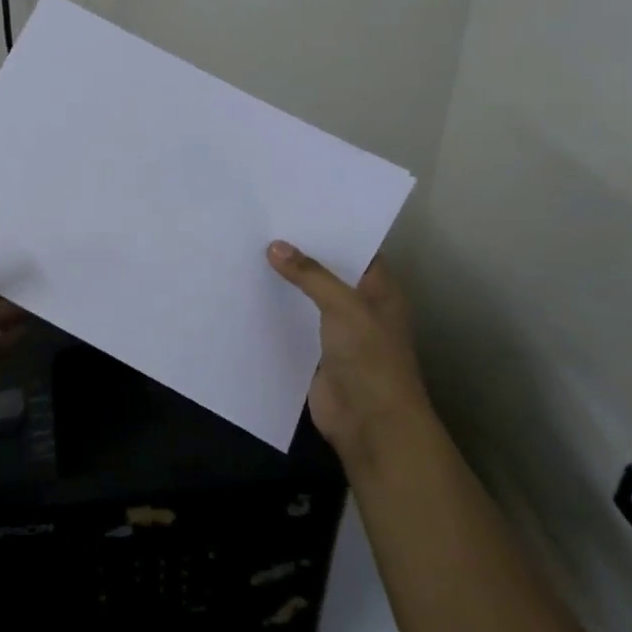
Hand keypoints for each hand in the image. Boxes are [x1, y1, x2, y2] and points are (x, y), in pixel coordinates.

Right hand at [267, 241, 431, 467]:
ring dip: (287, 282)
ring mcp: (339, 332)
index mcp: (380, 290)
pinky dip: (277, 311)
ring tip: (250, 250)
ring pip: (309, 298)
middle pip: (329, 272)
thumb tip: (274, 246)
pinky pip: (295, 324)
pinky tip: (250, 292)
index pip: (357, 249)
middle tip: (264, 224)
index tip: (297, 207)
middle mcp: (361, 306)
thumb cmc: (370, 357)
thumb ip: (310, 274)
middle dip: (302, 253)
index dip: (331, 229)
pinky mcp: (317, 353)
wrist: (370, 423)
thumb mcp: (343, 306)